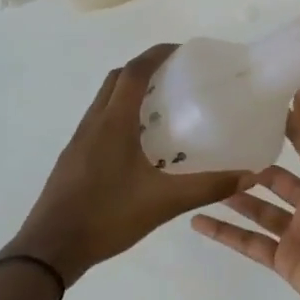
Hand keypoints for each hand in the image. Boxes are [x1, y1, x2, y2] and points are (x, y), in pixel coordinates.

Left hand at [3, 44, 249, 286]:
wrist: (50, 248)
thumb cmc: (106, 216)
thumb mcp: (163, 203)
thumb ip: (206, 187)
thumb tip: (249, 175)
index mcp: (113, 122)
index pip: (135, 71)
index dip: (157, 54)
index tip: (183, 51)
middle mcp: (94, 122)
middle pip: (118, 79)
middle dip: (145, 68)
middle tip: (177, 77)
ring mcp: (80, 139)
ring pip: (105, 99)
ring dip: (131, 91)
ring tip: (163, 107)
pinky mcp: (74, 157)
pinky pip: (100, 120)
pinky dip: (120, 115)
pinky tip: (140, 143)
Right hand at [191, 89, 299, 299]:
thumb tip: (299, 91)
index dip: (281, 131)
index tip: (250, 113)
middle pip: (276, 181)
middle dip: (251, 166)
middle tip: (217, 148)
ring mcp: (297, 234)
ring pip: (260, 210)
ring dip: (234, 196)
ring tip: (202, 178)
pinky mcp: (284, 261)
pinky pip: (249, 243)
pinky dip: (224, 233)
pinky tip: (197, 220)